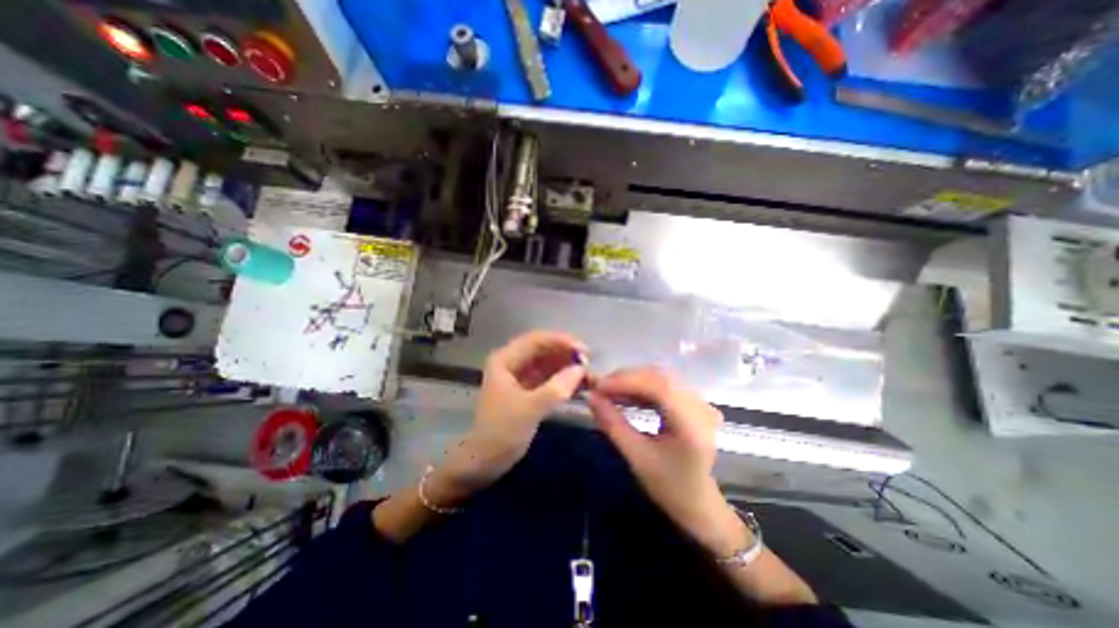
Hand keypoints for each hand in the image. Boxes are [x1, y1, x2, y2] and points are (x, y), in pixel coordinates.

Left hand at [441, 333, 587, 494]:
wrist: (484, 463)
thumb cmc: (501, 433)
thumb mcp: (529, 410)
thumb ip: (556, 388)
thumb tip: (581, 369)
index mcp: (505, 359)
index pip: (537, 339)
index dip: (562, 341)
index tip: (585, 351)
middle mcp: (513, 362)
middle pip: (544, 349)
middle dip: (567, 354)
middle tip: (590, 365)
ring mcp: (521, 375)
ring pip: (549, 363)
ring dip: (568, 367)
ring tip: (590, 376)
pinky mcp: (528, 389)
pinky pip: (550, 377)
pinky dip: (564, 379)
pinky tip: (580, 385)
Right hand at [587, 368, 751, 554]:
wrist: (698, 503)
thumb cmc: (668, 486)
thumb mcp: (636, 458)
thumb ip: (612, 424)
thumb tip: (590, 397)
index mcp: (692, 425)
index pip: (659, 387)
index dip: (626, 381)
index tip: (598, 386)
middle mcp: (701, 407)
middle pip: (660, 377)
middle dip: (627, 378)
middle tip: (600, 387)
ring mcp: (701, 402)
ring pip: (661, 377)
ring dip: (633, 380)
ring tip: (609, 390)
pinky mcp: (695, 402)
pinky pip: (665, 384)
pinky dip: (642, 386)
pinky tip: (626, 394)